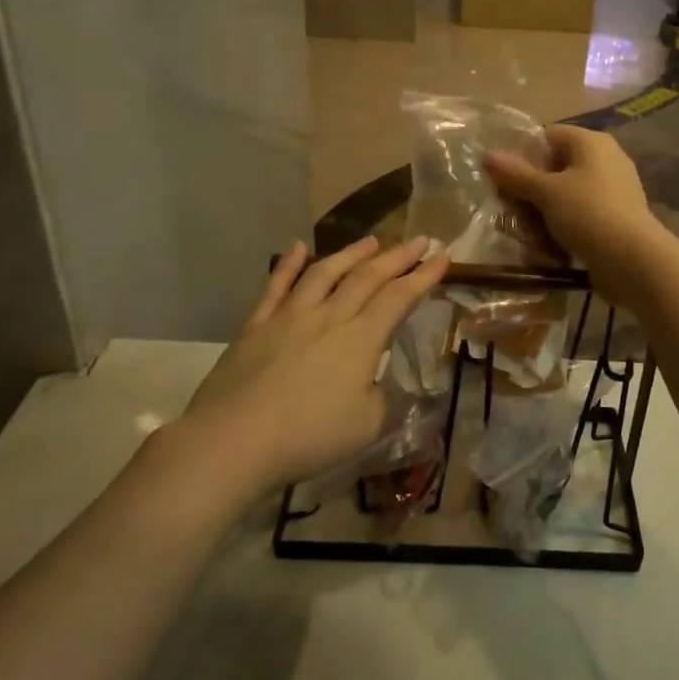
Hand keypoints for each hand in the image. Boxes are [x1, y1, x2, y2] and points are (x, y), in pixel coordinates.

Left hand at [171, 237, 447, 497]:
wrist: (235, 439)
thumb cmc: (309, 437)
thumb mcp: (367, 426)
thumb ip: (380, 398)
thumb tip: (376, 382)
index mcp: (361, 339)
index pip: (399, 297)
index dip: (423, 275)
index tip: (443, 256)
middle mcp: (329, 316)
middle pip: (368, 277)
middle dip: (398, 256)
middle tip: (419, 240)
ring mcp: (290, 316)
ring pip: (325, 272)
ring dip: (351, 253)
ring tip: (370, 241)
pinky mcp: (257, 325)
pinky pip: (276, 286)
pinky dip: (288, 264)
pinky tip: (297, 247)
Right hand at [485, 125, 664, 299]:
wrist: (633, 259)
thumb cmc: (587, 213)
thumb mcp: (546, 192)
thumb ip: (516, 174)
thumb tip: (488, 155)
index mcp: (591, 142)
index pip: (548, 136)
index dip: (524, 154)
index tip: (505, 180)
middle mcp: (607, 158)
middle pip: (558, 165)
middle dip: (532, 186)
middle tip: (511, 208)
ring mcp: (615, 189)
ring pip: (569, 192)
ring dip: (546, 209)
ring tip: (527, 229)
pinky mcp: (618, 216)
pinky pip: (583, 213)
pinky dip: (565, 224)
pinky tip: (550, 243)